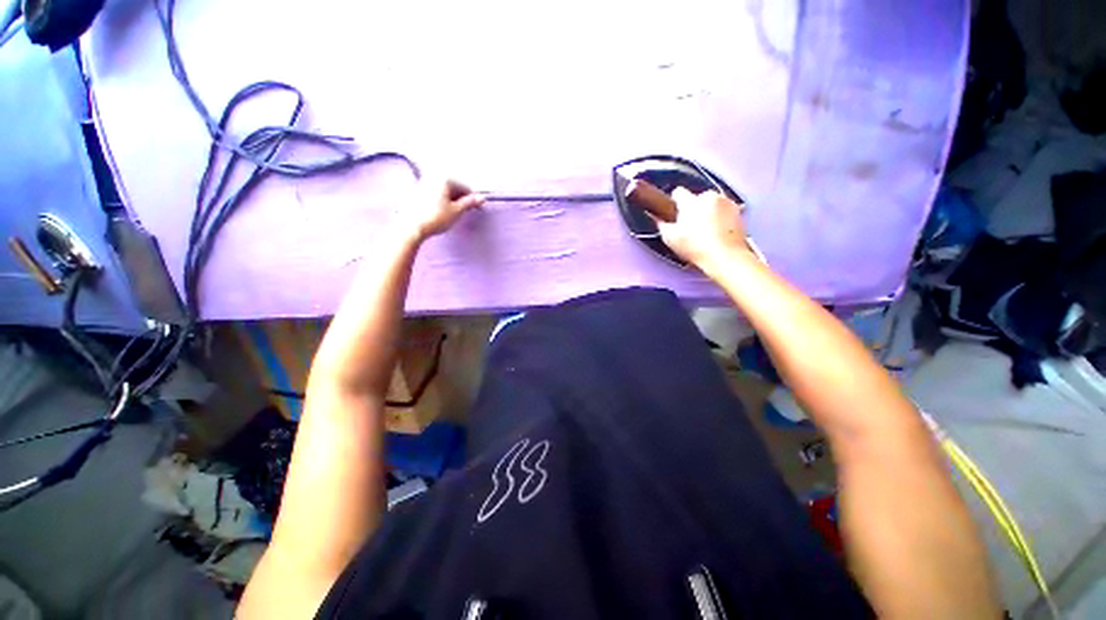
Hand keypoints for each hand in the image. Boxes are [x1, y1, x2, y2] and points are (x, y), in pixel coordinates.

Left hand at [400, 179, 484, 241]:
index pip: (464, 186)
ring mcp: (423, 184)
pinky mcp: (416, 193)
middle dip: (462, 198)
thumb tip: (482, 198)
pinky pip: (435, 194)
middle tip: (468, 210)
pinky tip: (443, 211)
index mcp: (444, 179)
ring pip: (443, 191)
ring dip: (452, 200)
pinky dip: (442, 200)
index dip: (473, 198)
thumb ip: (470, 202)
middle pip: (453, 187)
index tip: (479, 208)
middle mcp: (433, 177)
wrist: (412, 227)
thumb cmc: (437, 218)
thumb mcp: (457, 211)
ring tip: (456, 212)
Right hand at [656, 188, 751, 272]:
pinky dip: (721, 219)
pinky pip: (724, 211)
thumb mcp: (671, 239)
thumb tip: (658, 219)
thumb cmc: (696, 248)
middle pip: (697, 199)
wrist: (726, 256)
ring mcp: (726, 202)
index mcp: (690, 202)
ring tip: (705, 233)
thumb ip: (662, 225)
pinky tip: (717, 234)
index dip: (675, 202)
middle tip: (690, 228)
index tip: (675, 213)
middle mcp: (709, 197)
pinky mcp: (738, 211)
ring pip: (712, 204)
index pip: (678, 192)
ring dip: (708, 213)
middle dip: (694, 209)